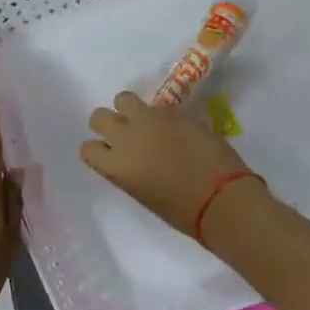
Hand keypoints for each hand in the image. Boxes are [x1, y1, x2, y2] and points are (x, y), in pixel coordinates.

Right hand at [80, 91, 258, 236]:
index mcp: (115, 166)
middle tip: (126, 134)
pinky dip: (161, 115)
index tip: (111, 155)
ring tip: (146, 123)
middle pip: (99, 116)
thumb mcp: (142, 193)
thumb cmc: (182, 210)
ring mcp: (149, 120)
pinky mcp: (173, 110)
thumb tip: (130, 158)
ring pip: (123, 98)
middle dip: (109, 123)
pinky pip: (156, 106)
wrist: (222, 198)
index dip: (99, 150)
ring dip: (130, 110)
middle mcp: (126, 137)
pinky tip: (176, 129)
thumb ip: (127, 170)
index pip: (87, 148)